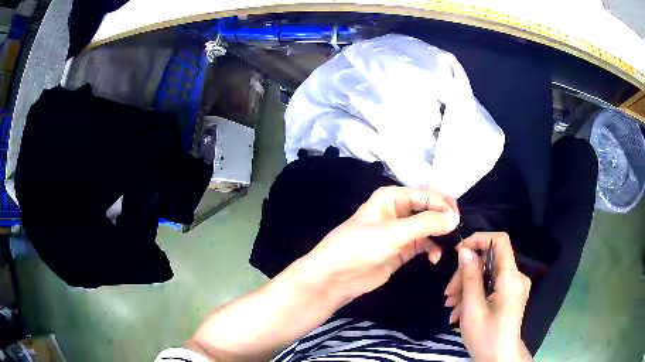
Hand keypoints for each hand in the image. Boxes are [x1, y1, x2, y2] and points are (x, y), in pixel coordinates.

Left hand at [298, 186, 459, 301]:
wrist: (335, 277)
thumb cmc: (360, 247)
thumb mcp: (394, 233)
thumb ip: (426, 224)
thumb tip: (455, 218)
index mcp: (393, 197)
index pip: (427, 195)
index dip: (444, 205)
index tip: (459, 220)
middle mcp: (398, 210)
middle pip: (430, 210)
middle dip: (444, 220)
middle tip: (459, 234)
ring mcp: (400, 231)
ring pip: (429, 228)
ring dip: (440, 236)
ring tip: (450, 247)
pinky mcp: (402, 250)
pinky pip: (423, 244)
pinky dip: (432, 249)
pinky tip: (434, 258)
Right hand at [444, 232, 532, 361]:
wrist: (499, 358)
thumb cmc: (486, 337)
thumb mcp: (472, 309)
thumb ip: (470, 278)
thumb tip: (464, 251)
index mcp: (511, 278)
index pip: (500, 240)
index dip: (479, 239)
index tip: (458, 252)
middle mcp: (517, 277)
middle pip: (490, 261)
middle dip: (466, 274)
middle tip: (448, 294)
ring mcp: (514, 286)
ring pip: (488, 274)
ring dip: (467, 287)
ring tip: (451, 306)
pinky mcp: (511, 294)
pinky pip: (492, 285)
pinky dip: (475, 294)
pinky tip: (460, 311)